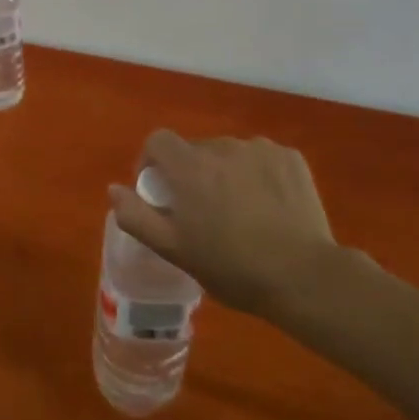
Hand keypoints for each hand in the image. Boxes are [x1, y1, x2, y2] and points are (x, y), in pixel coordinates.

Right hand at [109, 131, 343, 318]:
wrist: (305, 277)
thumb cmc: (232, 267)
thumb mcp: (174, 250)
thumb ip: (136, 216)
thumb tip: (113, 189)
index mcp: (189, 166)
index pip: (157, 141)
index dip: (152, 162)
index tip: (161, 193)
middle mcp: (222, 146)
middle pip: (195, 149)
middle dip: (192, 173)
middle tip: (204, 212)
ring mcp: (260, 149)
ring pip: (229, 154)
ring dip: (225, 173)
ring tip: (240, 211)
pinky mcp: (290, 158)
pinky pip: (262, 158)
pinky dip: (258, 175)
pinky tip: (269, 206)